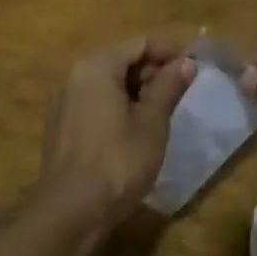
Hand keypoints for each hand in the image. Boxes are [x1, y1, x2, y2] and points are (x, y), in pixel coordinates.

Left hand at [37, 36, 196, 219]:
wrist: (71, 210)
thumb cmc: (118, 161)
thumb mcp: (152, 123)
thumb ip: (168, 87)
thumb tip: (186, 63)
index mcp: (96, 66)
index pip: (139, 44)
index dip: (170, 52)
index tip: (195, 66)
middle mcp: (73, 75)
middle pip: (120, 60)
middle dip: (153, 71)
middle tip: (183, 90)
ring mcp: (63, 101)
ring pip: (107, 82)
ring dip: (137, 89)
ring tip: (165, 109)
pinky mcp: (61, 125)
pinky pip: (94, 101)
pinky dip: (118, 105)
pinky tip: (137, 127)